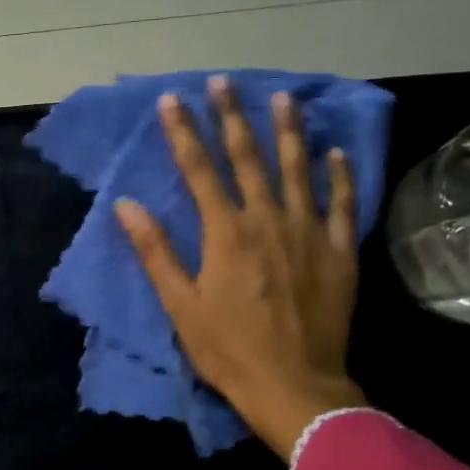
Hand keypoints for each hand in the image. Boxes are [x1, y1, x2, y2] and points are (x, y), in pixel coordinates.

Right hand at [114, 76, 365, 460]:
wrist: (295, 388)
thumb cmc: (229, 351)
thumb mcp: (180, 306)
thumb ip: (156, 252)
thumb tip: (127, 206)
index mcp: (226, 233)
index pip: (199, 170)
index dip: (183, 132)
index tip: (173, 99)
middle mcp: (268, 221)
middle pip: (247, 158)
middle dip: (232, 118)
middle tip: (224, 82)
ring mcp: (310, 234)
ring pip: (297, 170)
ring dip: (288, 132)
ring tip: (282, 98)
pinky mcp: (339, 253)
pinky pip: (342, 205)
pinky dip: (339, 176)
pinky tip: (335, 152)